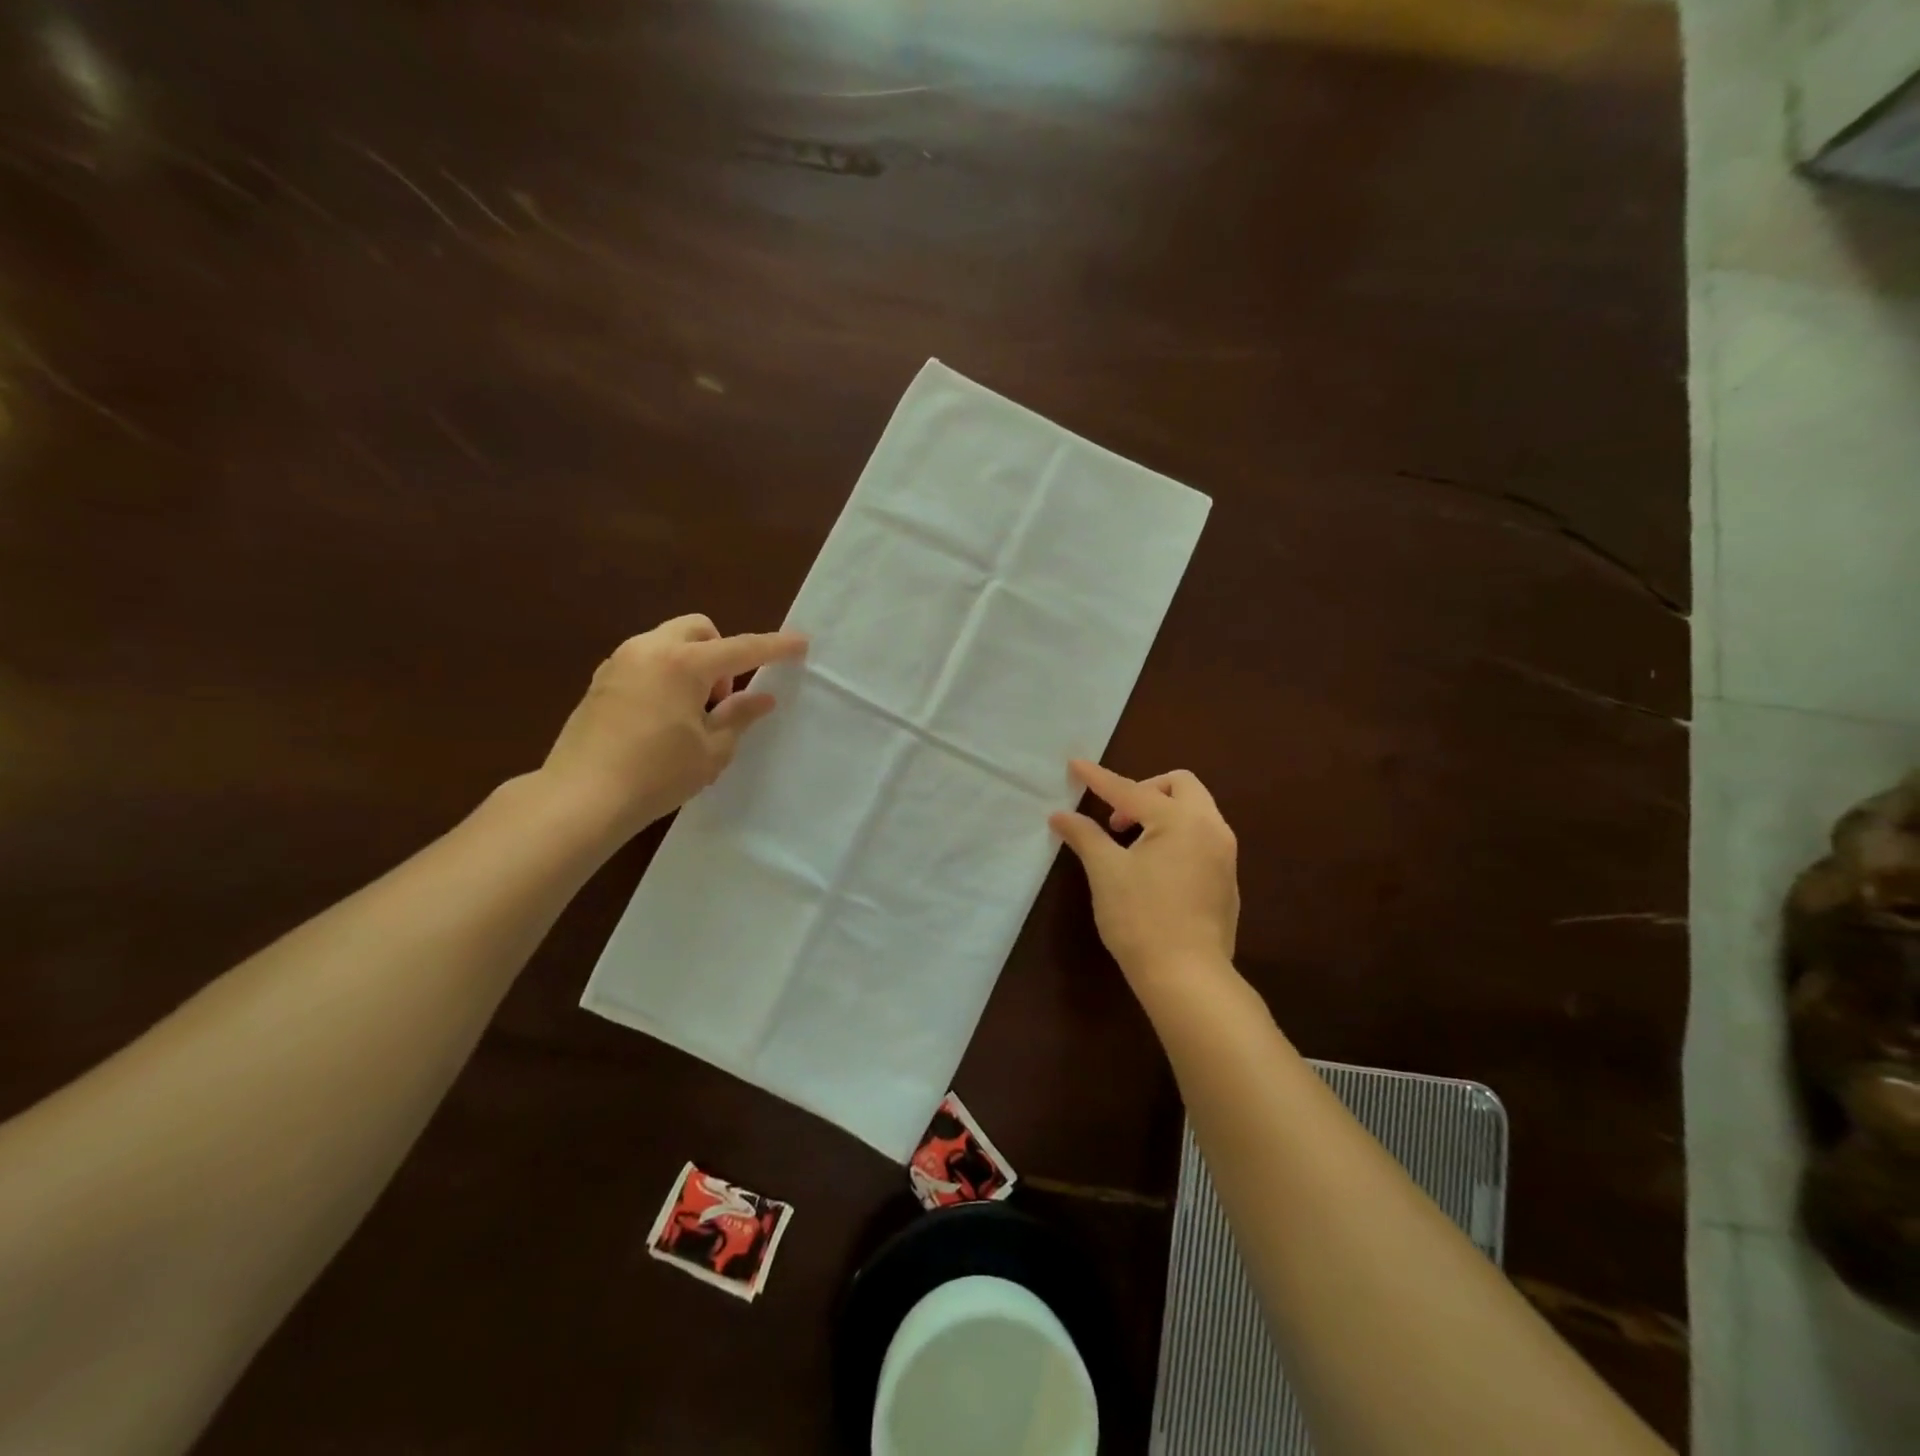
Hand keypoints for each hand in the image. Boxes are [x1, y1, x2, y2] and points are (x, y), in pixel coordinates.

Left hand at [539, 615, 807, 839]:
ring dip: (692, 663)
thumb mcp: (711, 750)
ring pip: (668, 642)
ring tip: (692, 712)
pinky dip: (666, 674)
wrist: (580, 798)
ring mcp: (619, 663)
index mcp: (683, 664)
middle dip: (721, 652)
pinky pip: (645, 661)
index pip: (742, 648)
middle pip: (699, 630)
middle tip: (721, 698)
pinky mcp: (601, 682)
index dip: (775, 647)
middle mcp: (649, 650)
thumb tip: (763, 698)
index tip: (801, 643)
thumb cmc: (656, 774)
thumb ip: (739, 716)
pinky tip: (663, 718)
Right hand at [1050, 761, 1239, 994]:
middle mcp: (1210, 828)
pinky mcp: (1227, 880)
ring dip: (1162, 813)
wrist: (1187, 977)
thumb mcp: (1106, 872)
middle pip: (1180, 786)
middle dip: (1144, 791)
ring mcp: (1224, 855)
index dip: (1099, 778)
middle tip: (1117, 820)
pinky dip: (1177, 836)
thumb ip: (1085, 836)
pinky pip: (1202, 838)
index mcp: (1180, 820)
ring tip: (1132, 844)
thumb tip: (1060, 815)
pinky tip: (1155, 869)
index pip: (1130, 791)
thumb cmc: (1140, 918)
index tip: (1075, 765)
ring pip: (1195, 811)